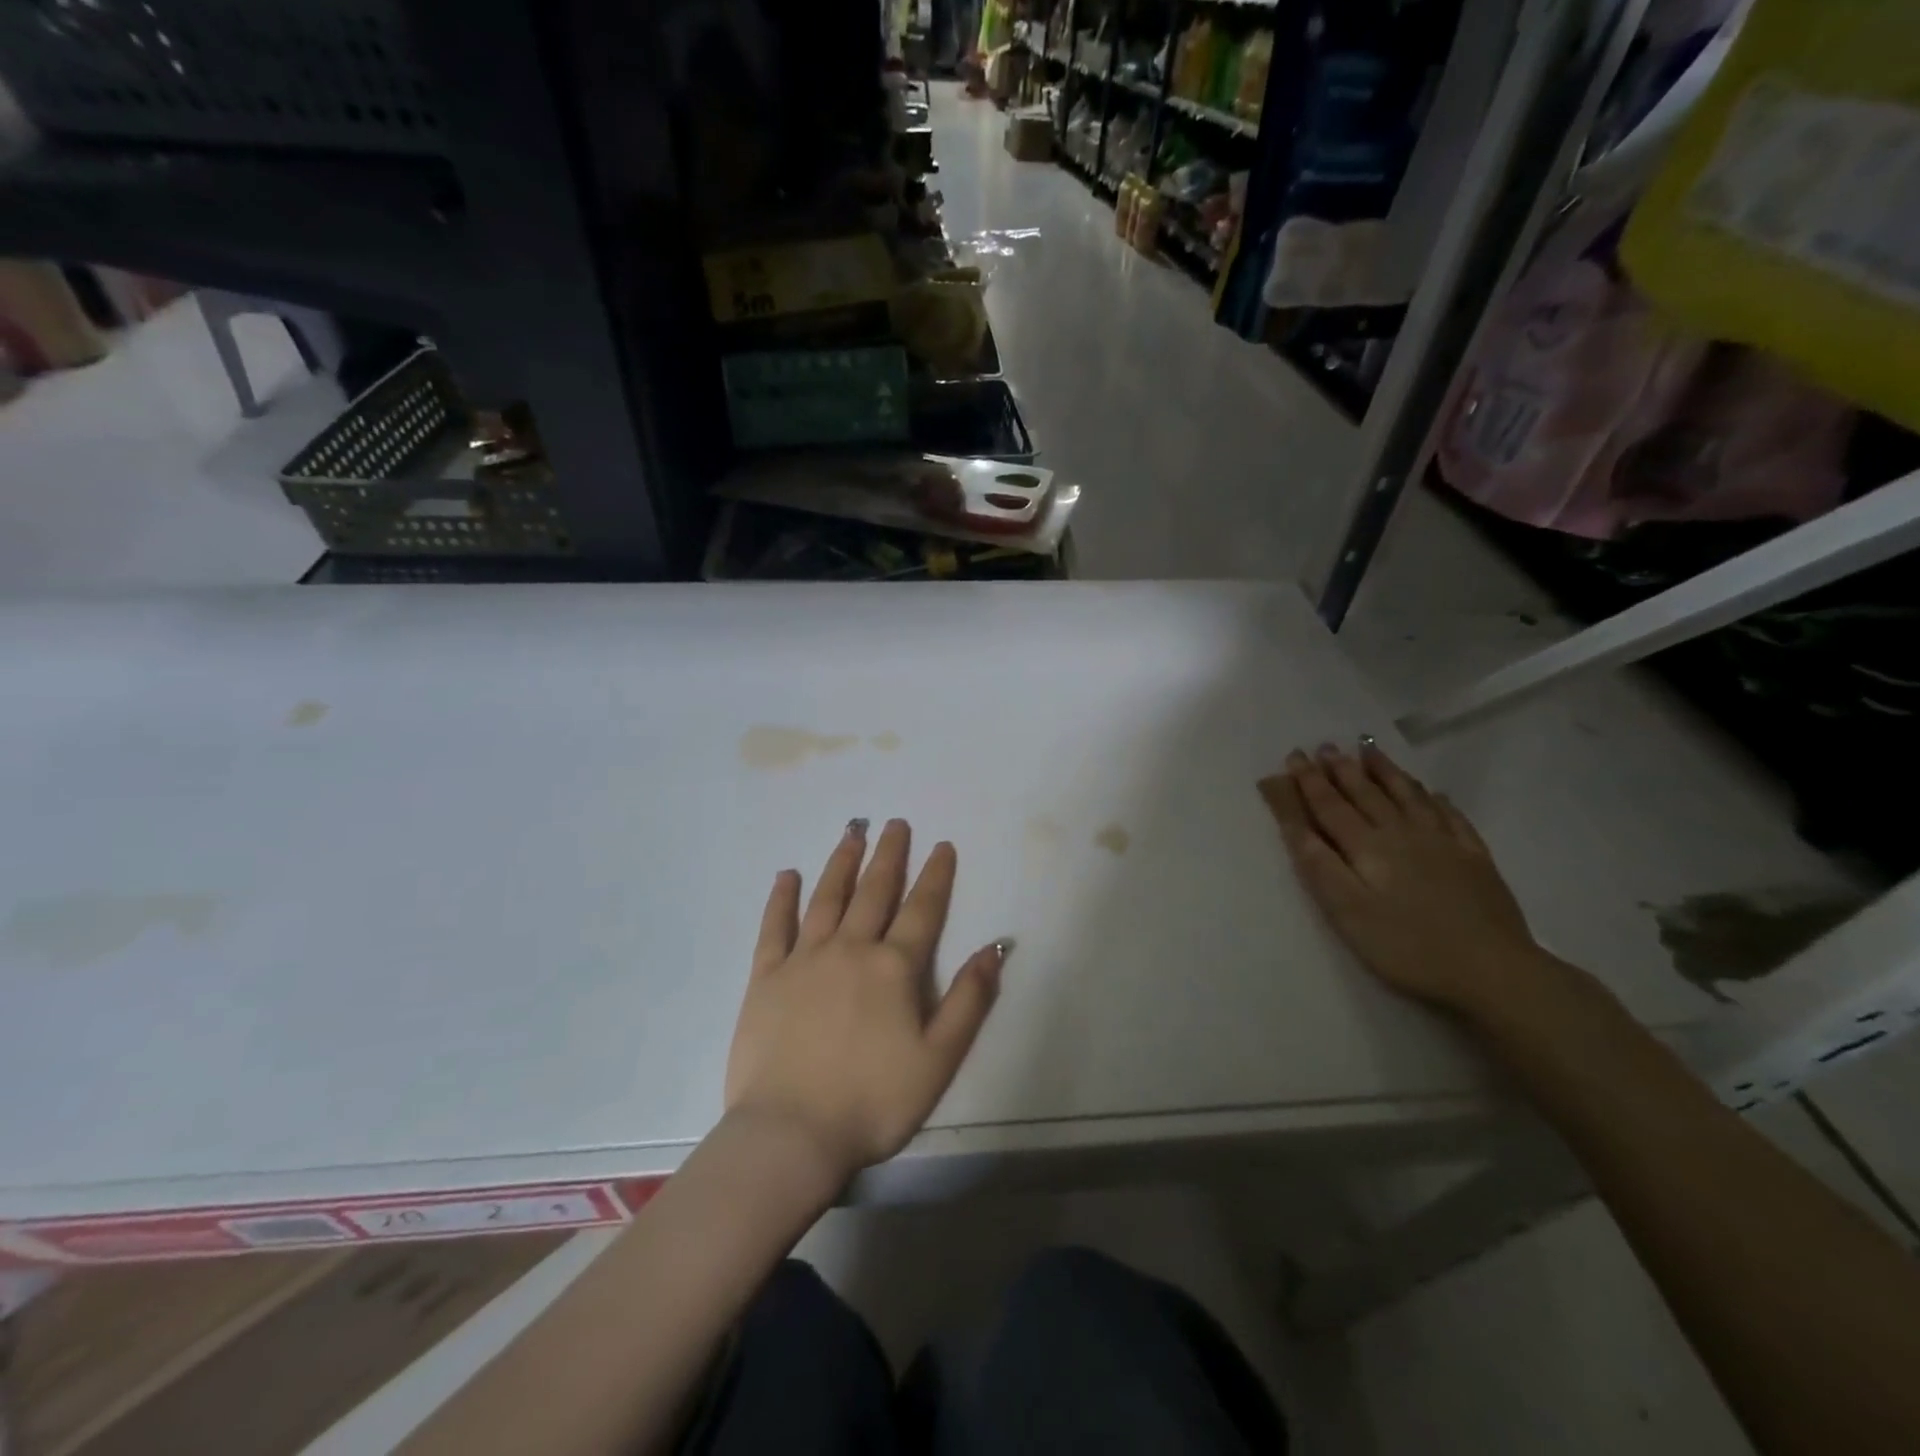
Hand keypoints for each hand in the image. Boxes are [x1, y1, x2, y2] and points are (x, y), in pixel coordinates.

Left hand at [724, 818, 1005, 1186]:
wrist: (791, 1134)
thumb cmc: (873, 1101)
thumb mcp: (938, 1059)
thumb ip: (969, 1000)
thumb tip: (995, 948)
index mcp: (894, 968)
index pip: (922, 910)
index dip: (935, 876)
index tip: (942, 845)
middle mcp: (851, 950)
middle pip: (874, 892)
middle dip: (889, 855)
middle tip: (895, 823)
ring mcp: (804, 960)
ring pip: (827, 899)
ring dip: (841, 863)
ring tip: (852, 832)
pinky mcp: (766, 978)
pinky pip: (775, 928)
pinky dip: (781, 899)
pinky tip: (787, 875)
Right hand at [1260, 742, 1549, 1015]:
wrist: (1493, 971)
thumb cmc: (1406, 946)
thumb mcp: (1347, 911)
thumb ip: (1319, 864)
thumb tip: (1295, 824)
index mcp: (1367, 847)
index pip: (1330, 806)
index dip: (1308, 781)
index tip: (1294, 756)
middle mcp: (1403, 834)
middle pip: (1367, 794)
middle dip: (1341, 769)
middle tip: (1325, 746)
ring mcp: (1444, 843)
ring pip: (1408, 796)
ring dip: (1385, 772)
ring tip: (1368, 750)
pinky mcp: (1475, 859)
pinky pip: (1452, 817)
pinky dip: (1437, 800)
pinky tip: (1434, 793)